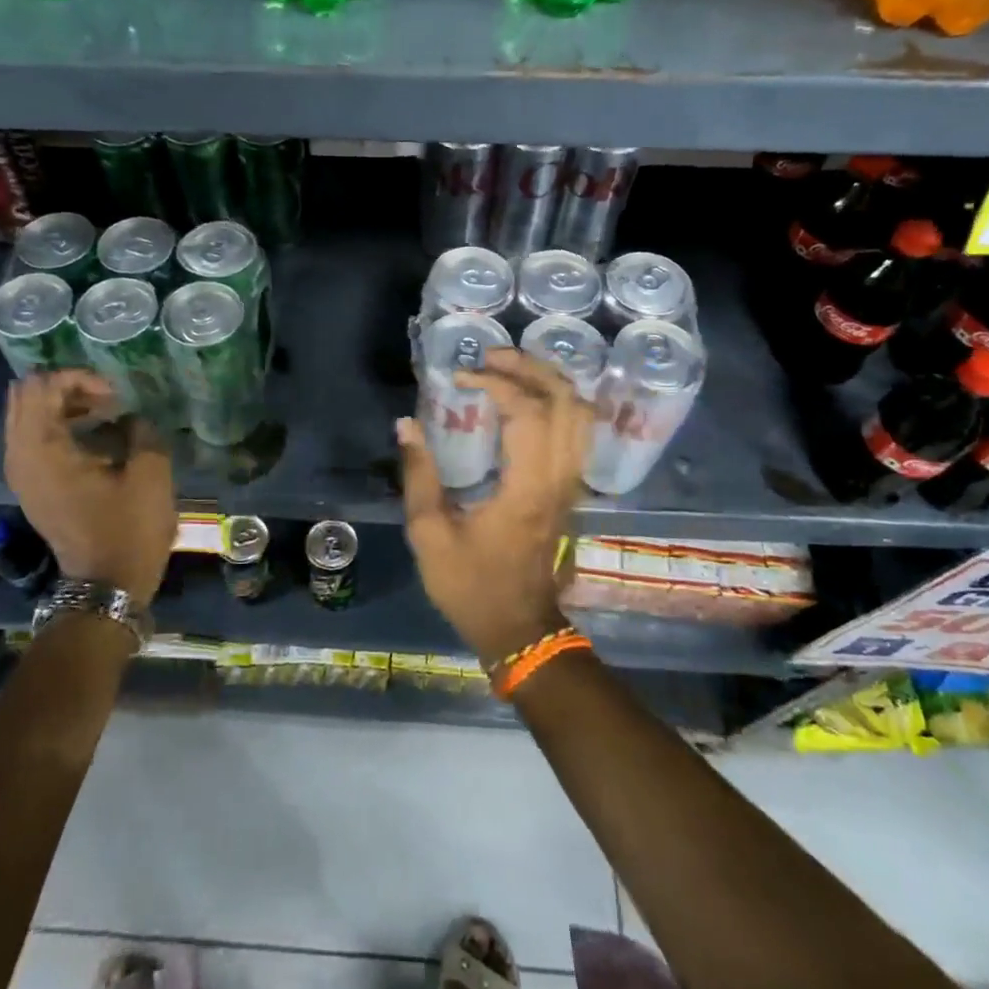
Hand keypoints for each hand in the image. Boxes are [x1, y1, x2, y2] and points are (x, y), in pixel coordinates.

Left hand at [4, 371, 177, 599]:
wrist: (106, 587)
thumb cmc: (129, 530)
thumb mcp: (150, 474)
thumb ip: (141, 431)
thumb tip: (131, 419)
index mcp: (42, 450)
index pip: (42, 386)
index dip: (81, 379)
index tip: (115, 397)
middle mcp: (20, 457)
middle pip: (26, 395)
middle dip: (66, 387)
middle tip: (106, 399)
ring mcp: (23, 473)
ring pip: (29, 416)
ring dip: (64, 406)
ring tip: (105, 413)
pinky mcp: (33, 486)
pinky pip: (35, 437)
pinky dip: (61, 426)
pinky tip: (96, 435)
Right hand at [399, 349, 589, 664]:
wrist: (521, 631)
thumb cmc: (472, 586)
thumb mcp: (430, 535)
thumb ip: (418, 475)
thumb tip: (406, 424)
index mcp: (528, 488)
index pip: (528, 412)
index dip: (496, 382)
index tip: (461, 377)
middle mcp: (560, 479)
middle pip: (567, 401)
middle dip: (530, 367)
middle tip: (492, 356)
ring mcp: (572, 484)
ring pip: (581, 414)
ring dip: (549, 380)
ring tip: (511, 368)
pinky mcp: (572, 490)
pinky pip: (578, 431)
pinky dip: (558, 402)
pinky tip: (529, 398)